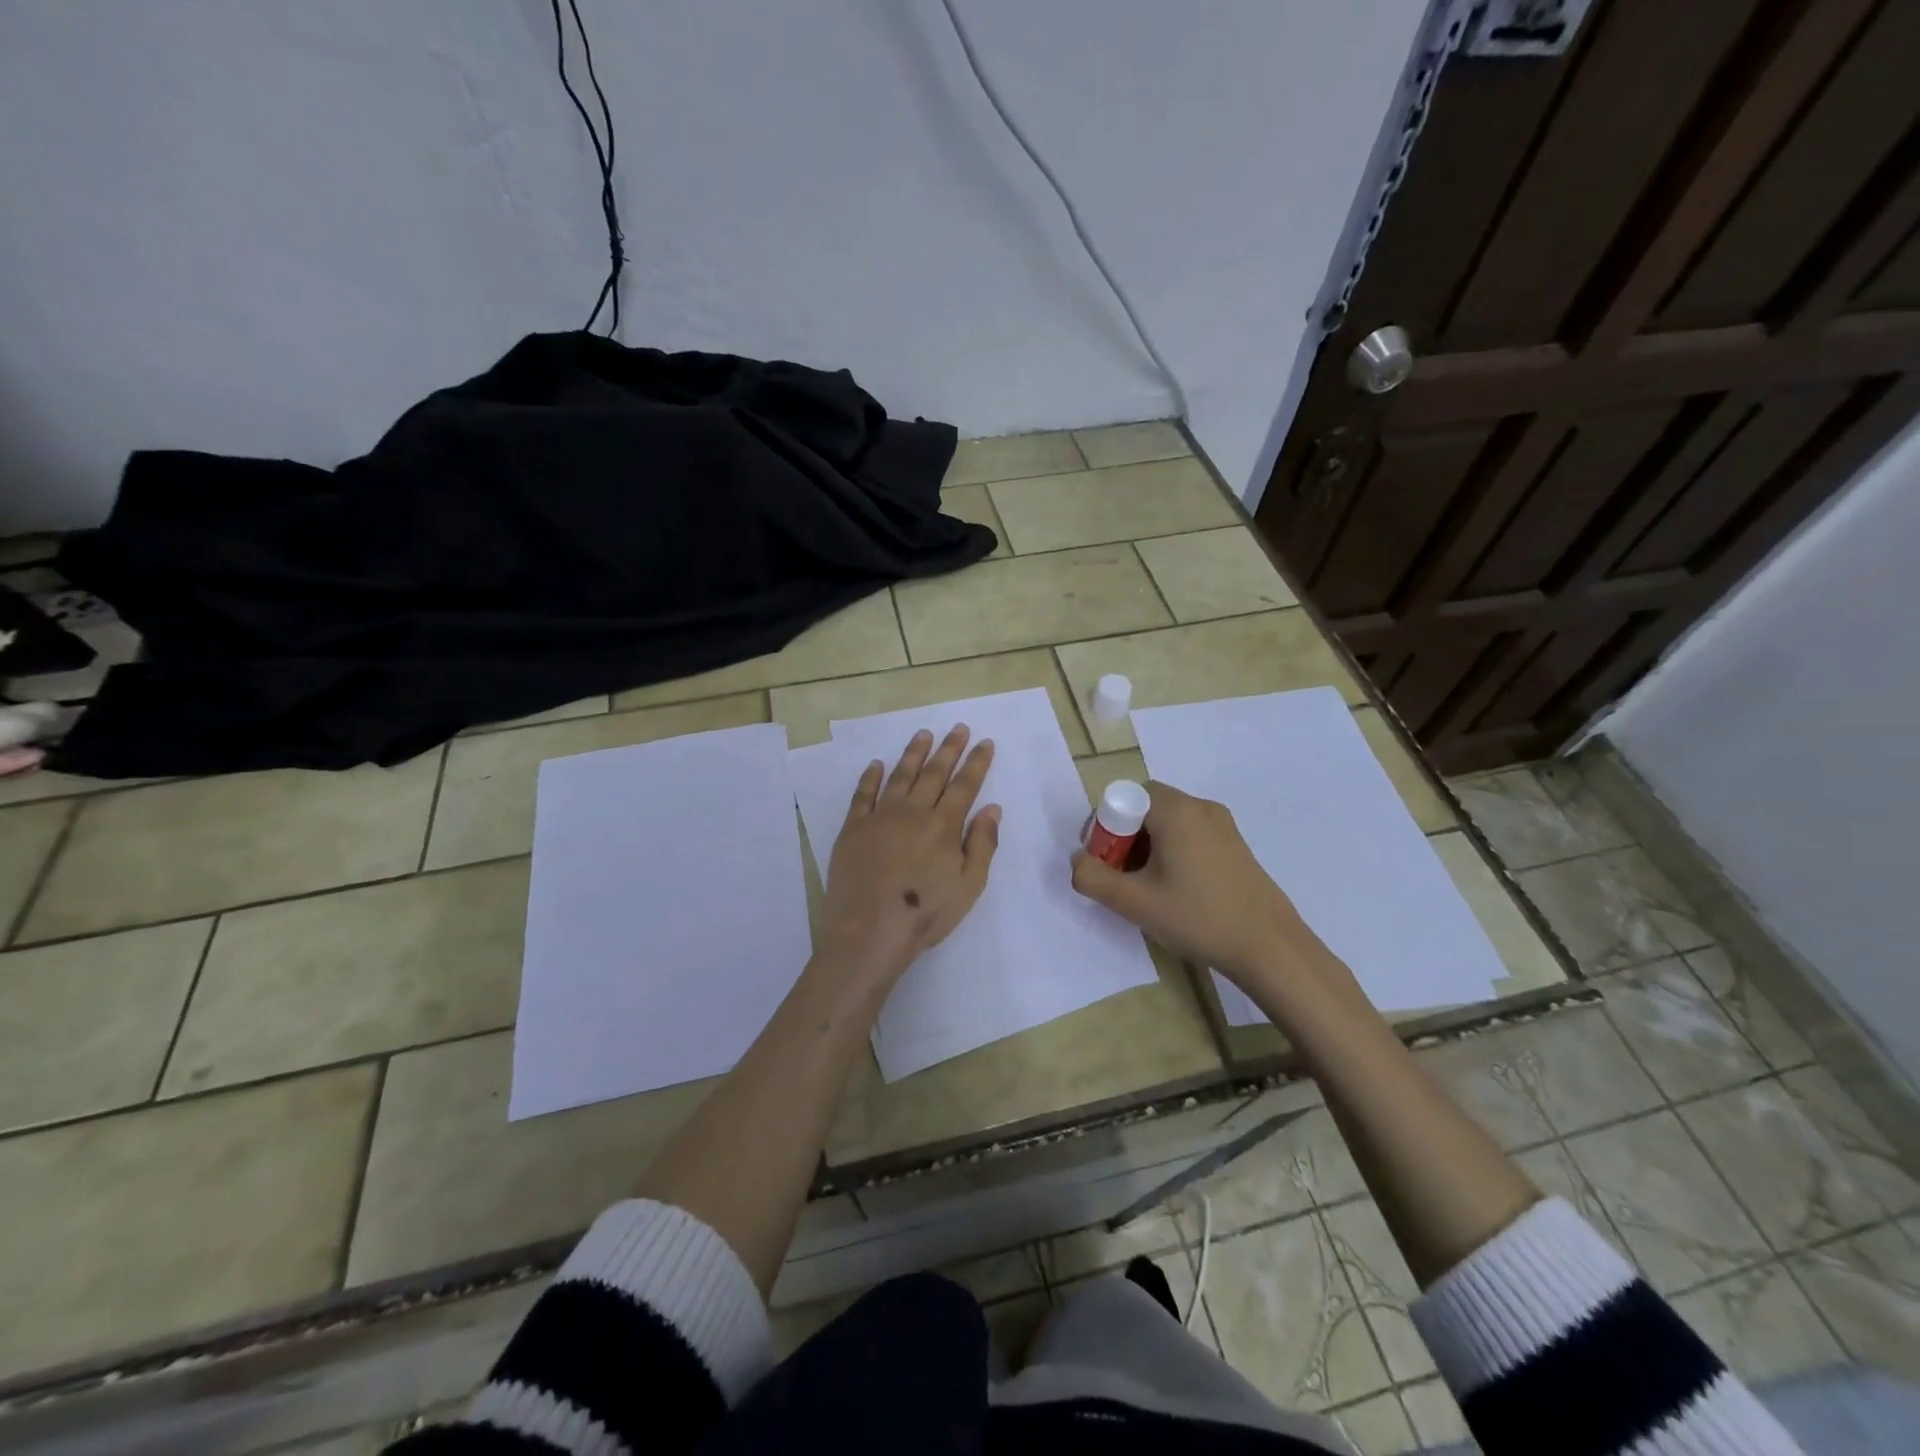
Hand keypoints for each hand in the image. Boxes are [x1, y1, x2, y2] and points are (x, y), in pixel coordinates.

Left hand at [818, 725, 999, 985]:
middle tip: (958, 727)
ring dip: (914, 753)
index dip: (976, 763)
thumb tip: (992, 808)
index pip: (964, 785)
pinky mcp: (853, 828)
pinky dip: (870, 777)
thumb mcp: (969, 886)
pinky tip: (877, 764)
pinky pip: (862, 794)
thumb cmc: (925, 914)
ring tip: (923, 734)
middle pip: (934, 773)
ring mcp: (879, 817)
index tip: (984, 742)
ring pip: (900, 776)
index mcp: (943, 826)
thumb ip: (982, 844)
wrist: (869, 932)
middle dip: (949, 748)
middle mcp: (912, 812)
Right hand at [1069, 780, 1319, 984]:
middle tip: (1120, 876)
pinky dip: (1172, 851)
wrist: (1270, 947)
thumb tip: (1078, 861)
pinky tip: (1176, 889)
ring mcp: (1222, 824)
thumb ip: (1093, 878)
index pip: (1124, 797)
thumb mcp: (1135, 902)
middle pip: (1145, 807)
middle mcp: (1199, 806)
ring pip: (1168, 822)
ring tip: (1146, 887)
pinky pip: (1190, 834)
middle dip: (1124, 837)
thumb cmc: (1198, 917)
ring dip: (1147, 846)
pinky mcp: (1235, 844)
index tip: (1103, 862)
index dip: (1104, 826)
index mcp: (1175, 810)